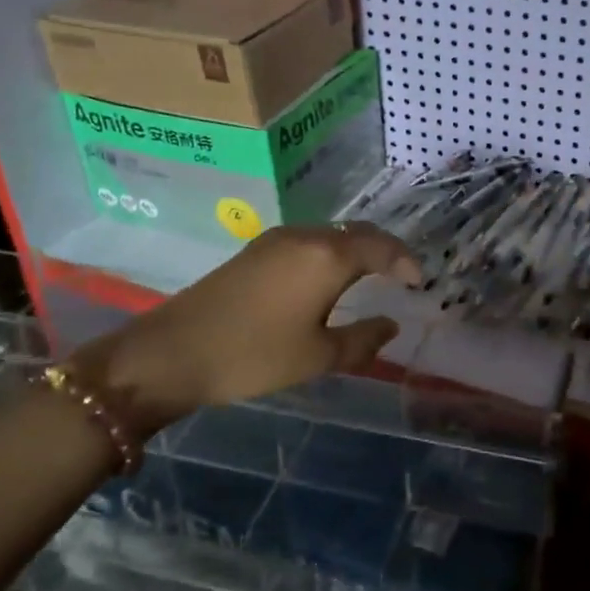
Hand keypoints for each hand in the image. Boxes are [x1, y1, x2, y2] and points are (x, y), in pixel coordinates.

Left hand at [70, 223, 421, 434]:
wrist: (171, 352)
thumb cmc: (253, 355)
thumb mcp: (317, 356)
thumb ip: (362, 340)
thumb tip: (390, 325)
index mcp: (328, 257)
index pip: (381, 247)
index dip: (404, 261)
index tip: (418, 281)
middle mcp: (306, 237)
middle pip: (357, 233)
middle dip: (384, 250)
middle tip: (400, 274)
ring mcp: (276, 239)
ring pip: (331, 234)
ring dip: (356, 250)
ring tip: (369, 276)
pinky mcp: (255, 250)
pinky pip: (308, 241)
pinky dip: (331, 253)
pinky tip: (327, 278)